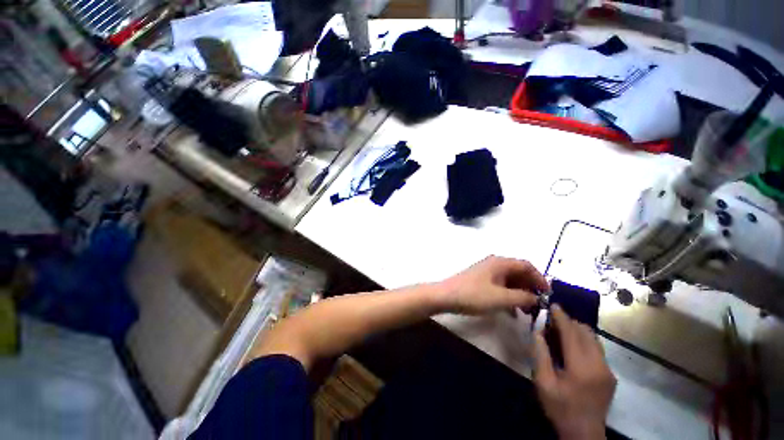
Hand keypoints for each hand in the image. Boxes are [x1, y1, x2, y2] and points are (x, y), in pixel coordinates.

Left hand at [435, 256, 548, 314]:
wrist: (446, 296)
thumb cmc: (473, 295)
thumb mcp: (501, 298)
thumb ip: (523, 297)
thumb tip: (537, 298)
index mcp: (500, 263)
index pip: (526, 265)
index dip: (539, 278)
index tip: (548, 294)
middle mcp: (494, 264)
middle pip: (518, 273)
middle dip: (530, 288)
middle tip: (539, 305)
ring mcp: (487, 272)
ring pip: (510, 281)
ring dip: (520, 294)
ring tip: (528, 311)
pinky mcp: (481, 281)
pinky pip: (500, 287)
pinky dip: (509, 297)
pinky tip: (512, 312)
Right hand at [534, 305, 615, 439]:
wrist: (584, 433)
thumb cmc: (560, 407)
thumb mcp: (543, 382)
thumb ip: (540, 354)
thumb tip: (538, 331)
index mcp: (581, 367)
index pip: (572, 333)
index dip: (561, 317)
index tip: (553, 305)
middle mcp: (599, 365)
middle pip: (586, 332)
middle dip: (569, 322)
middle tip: (553, 321)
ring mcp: (608, 370)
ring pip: (594, 339)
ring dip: (578, 331)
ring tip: (562, 333)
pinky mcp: (610, 375)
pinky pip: (597, 349)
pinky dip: (584, 341)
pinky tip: (573, 349)